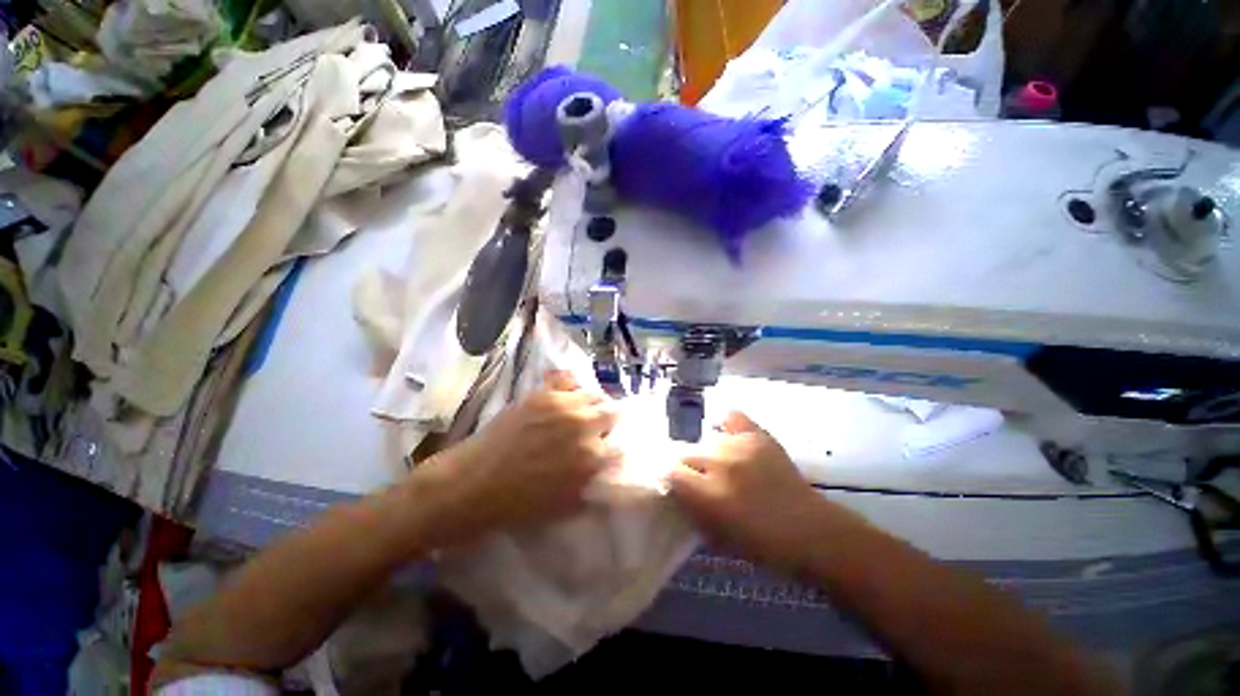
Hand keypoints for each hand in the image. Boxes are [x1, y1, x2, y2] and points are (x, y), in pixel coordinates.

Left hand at [412, 371, 618, 546]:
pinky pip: (568, 378)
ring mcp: (563, 406)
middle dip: (610, 422)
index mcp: (591, 458)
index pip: (621, 446)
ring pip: (594, 394)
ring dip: (593, 403)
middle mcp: (584, 427)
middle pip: (614, 413)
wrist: (472, 485)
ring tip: (582, 410)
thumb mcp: (564, 507)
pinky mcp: (542, 394)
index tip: (609, 450)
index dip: (615, 448)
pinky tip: (567, 392)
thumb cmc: (518, 504)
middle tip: (599, 429)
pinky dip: (572, 383)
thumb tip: (606, 473)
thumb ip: (591, 487)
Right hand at [669, 411, 835, 571]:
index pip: (671, 473)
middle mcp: (720, 464)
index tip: (678, 486)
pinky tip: (729, 435)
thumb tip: (675, 489)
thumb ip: (691, 509)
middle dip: (688, 467)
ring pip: (707, 440)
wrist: (810, 529)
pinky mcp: (758, 435)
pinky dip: (727, 425)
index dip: (672, 480)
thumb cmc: (761, 543)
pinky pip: (731, 416)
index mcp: (709, 495)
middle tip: (700, 478)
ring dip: (709, 453)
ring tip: (722, 464)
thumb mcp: (716, 537)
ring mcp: (740, 445)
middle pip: (686, 453)